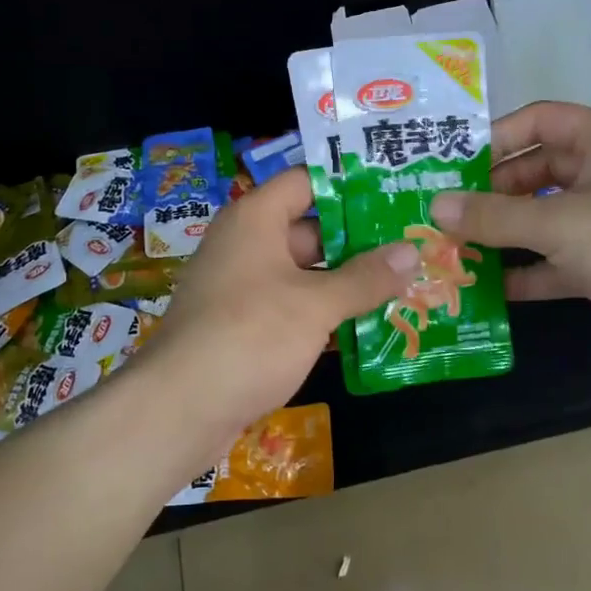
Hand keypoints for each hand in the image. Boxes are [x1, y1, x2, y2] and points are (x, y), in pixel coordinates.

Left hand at [133, 166, 420, 448]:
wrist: (179, 408)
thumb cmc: (250, 335)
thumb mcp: (315, 304)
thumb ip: (365, 278)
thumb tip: (411, 252)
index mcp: (255, 219)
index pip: (306, 182)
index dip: (348, 184)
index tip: (394, 191)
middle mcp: (246, 244)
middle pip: (310, 229)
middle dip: (358, 240)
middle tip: (411, 243)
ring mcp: (242, 287)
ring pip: (304, 273)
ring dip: (346, 281)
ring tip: (403, 283)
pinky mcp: (242, 326)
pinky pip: (291, 307)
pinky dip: (324, 313)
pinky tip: (368, 325)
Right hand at [430, 101, 590, 381]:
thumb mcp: (558, 224)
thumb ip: (493, 216)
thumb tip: (435, 207)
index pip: (538, 121)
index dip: (494, 138)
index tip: (451, 164)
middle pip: (534, 171)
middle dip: (489, 193)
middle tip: (442, 212)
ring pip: (541, 217)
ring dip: (502, 233)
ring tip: (452, 246)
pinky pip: (554, 258)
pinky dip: (525, 269)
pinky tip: (487, 285)